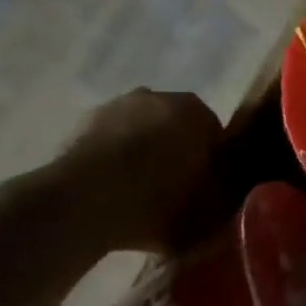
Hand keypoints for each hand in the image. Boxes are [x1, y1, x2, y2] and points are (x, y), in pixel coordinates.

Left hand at [52, 90, 224, 252]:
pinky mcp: (80, 126)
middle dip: (177, 151)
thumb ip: (226, 195)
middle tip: (176, 190)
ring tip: (139, 194)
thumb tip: (226, 191)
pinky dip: (113, 161)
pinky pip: (110, 143)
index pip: (215, 134)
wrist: (82, 204)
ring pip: (141, 132)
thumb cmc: (158, 200)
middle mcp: (157, 97)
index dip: (212, 162)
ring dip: (143, 153)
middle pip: (177, 128)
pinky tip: (111, 191)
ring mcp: (114, 107)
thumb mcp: (211, 208)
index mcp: (196, 110)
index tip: (206, 187)